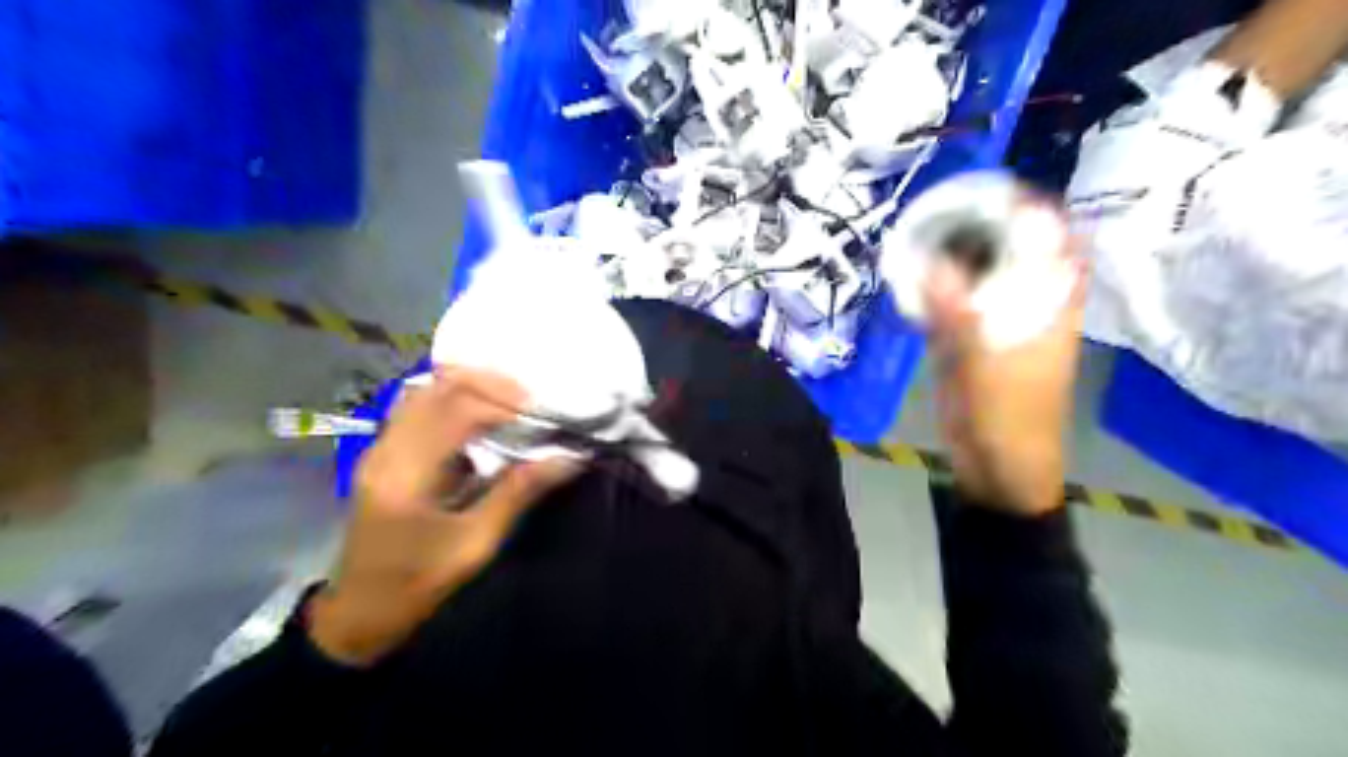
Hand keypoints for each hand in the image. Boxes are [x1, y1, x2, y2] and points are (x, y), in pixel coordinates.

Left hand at [310, 371, 586, 664]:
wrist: (358, 614)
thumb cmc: (417, 584)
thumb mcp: (475, 545)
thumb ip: (518, 494)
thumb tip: (568, 458)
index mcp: (406, 473)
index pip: (455, 410)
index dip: (501, 402)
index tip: (540, 411)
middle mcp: (387, 449)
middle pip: (435, 387)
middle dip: (486, 383)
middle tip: (528, 399)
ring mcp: (380, 448)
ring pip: (425, 391)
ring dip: (469, 387)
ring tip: (508, 402)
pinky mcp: (383, 453)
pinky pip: (418, 408)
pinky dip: (453, 401)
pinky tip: (480, 419)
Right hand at [923, 232, 1088, 515]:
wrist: (998, 467)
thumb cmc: (1007, 418)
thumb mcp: (983, 364)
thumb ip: (955, 313)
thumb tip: (925, 262)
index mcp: (1049, 302)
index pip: (1050, 236)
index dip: (1023, 206)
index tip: (982, 189)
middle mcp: (1026, 302)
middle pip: (1008, 248)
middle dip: (976, 224)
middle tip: (934, 210)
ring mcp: (995, 320)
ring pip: (976, 274)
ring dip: (951, 253)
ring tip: (917, 233)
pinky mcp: (969, 340)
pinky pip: (951, 302)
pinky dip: (933, 287)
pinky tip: (910, 276)